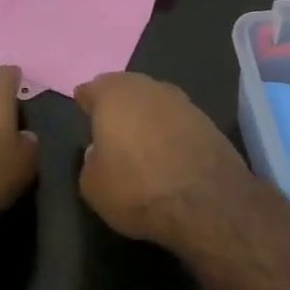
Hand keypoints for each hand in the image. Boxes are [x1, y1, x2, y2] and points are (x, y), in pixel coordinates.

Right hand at [74, 72, 249, 245]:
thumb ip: (90, 161)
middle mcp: (147, 88)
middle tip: (109, 122)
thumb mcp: (93, 186)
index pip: (92, 89)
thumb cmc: (137, 189)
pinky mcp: (207, 120)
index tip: (83, 107)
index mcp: (113, 95)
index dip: (86, 100)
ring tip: (139, 137)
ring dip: (146, 115)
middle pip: (126, 88)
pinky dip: (169, 130)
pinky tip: (167, 149)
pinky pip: (177, 120)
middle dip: (117, 102)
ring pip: (154, 101)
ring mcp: (182, 101)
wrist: (207, 202)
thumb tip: (99, 152)